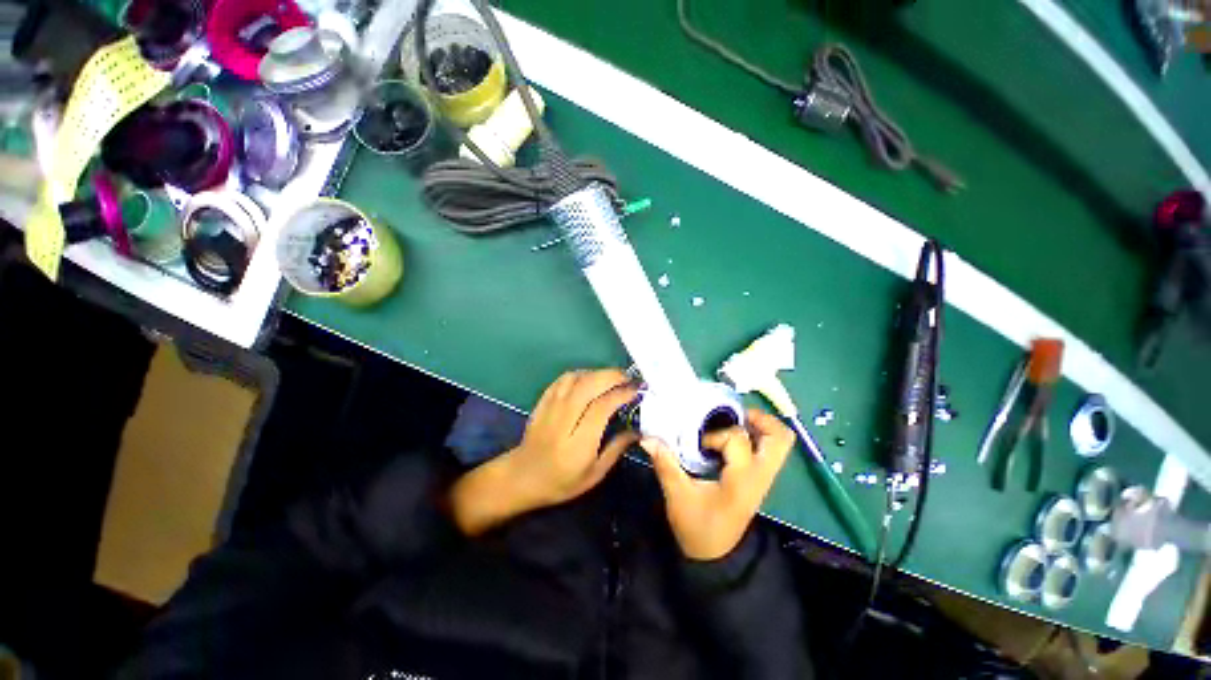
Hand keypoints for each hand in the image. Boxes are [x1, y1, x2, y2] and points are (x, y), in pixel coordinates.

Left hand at [450, 369, 638, 535]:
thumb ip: (616, 448)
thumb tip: (638, 430)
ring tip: (612, 379)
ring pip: (576, 378)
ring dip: (598, 373)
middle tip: (629, 378)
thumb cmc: (562, 481)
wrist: (523, 476)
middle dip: (612, 376)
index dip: (621, 394)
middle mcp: (564, 419)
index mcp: (578, 442)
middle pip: (589, 385)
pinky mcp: (543, 401)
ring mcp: (551, 407)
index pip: (602, 407)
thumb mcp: (595, 473)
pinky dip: (581, 374)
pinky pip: (564, 379)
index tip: (637, 390)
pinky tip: (591, 379)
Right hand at [642, 409, 794, 560]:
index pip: (738, 439)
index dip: (715, 435)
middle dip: (758, 419)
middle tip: (732, 414)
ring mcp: (763, 478)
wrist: (715, 556)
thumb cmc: (697, 527)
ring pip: (779, 442)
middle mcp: (760, 476)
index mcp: (742, 479)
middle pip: (780, 437)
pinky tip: (729, 436)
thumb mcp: (678, 496)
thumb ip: (665, 464)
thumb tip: (647, 438)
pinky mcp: (758, 478)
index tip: (698, 445)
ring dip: (758, 426)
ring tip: (731, 422)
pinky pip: (768, 449)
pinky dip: (754, 435)